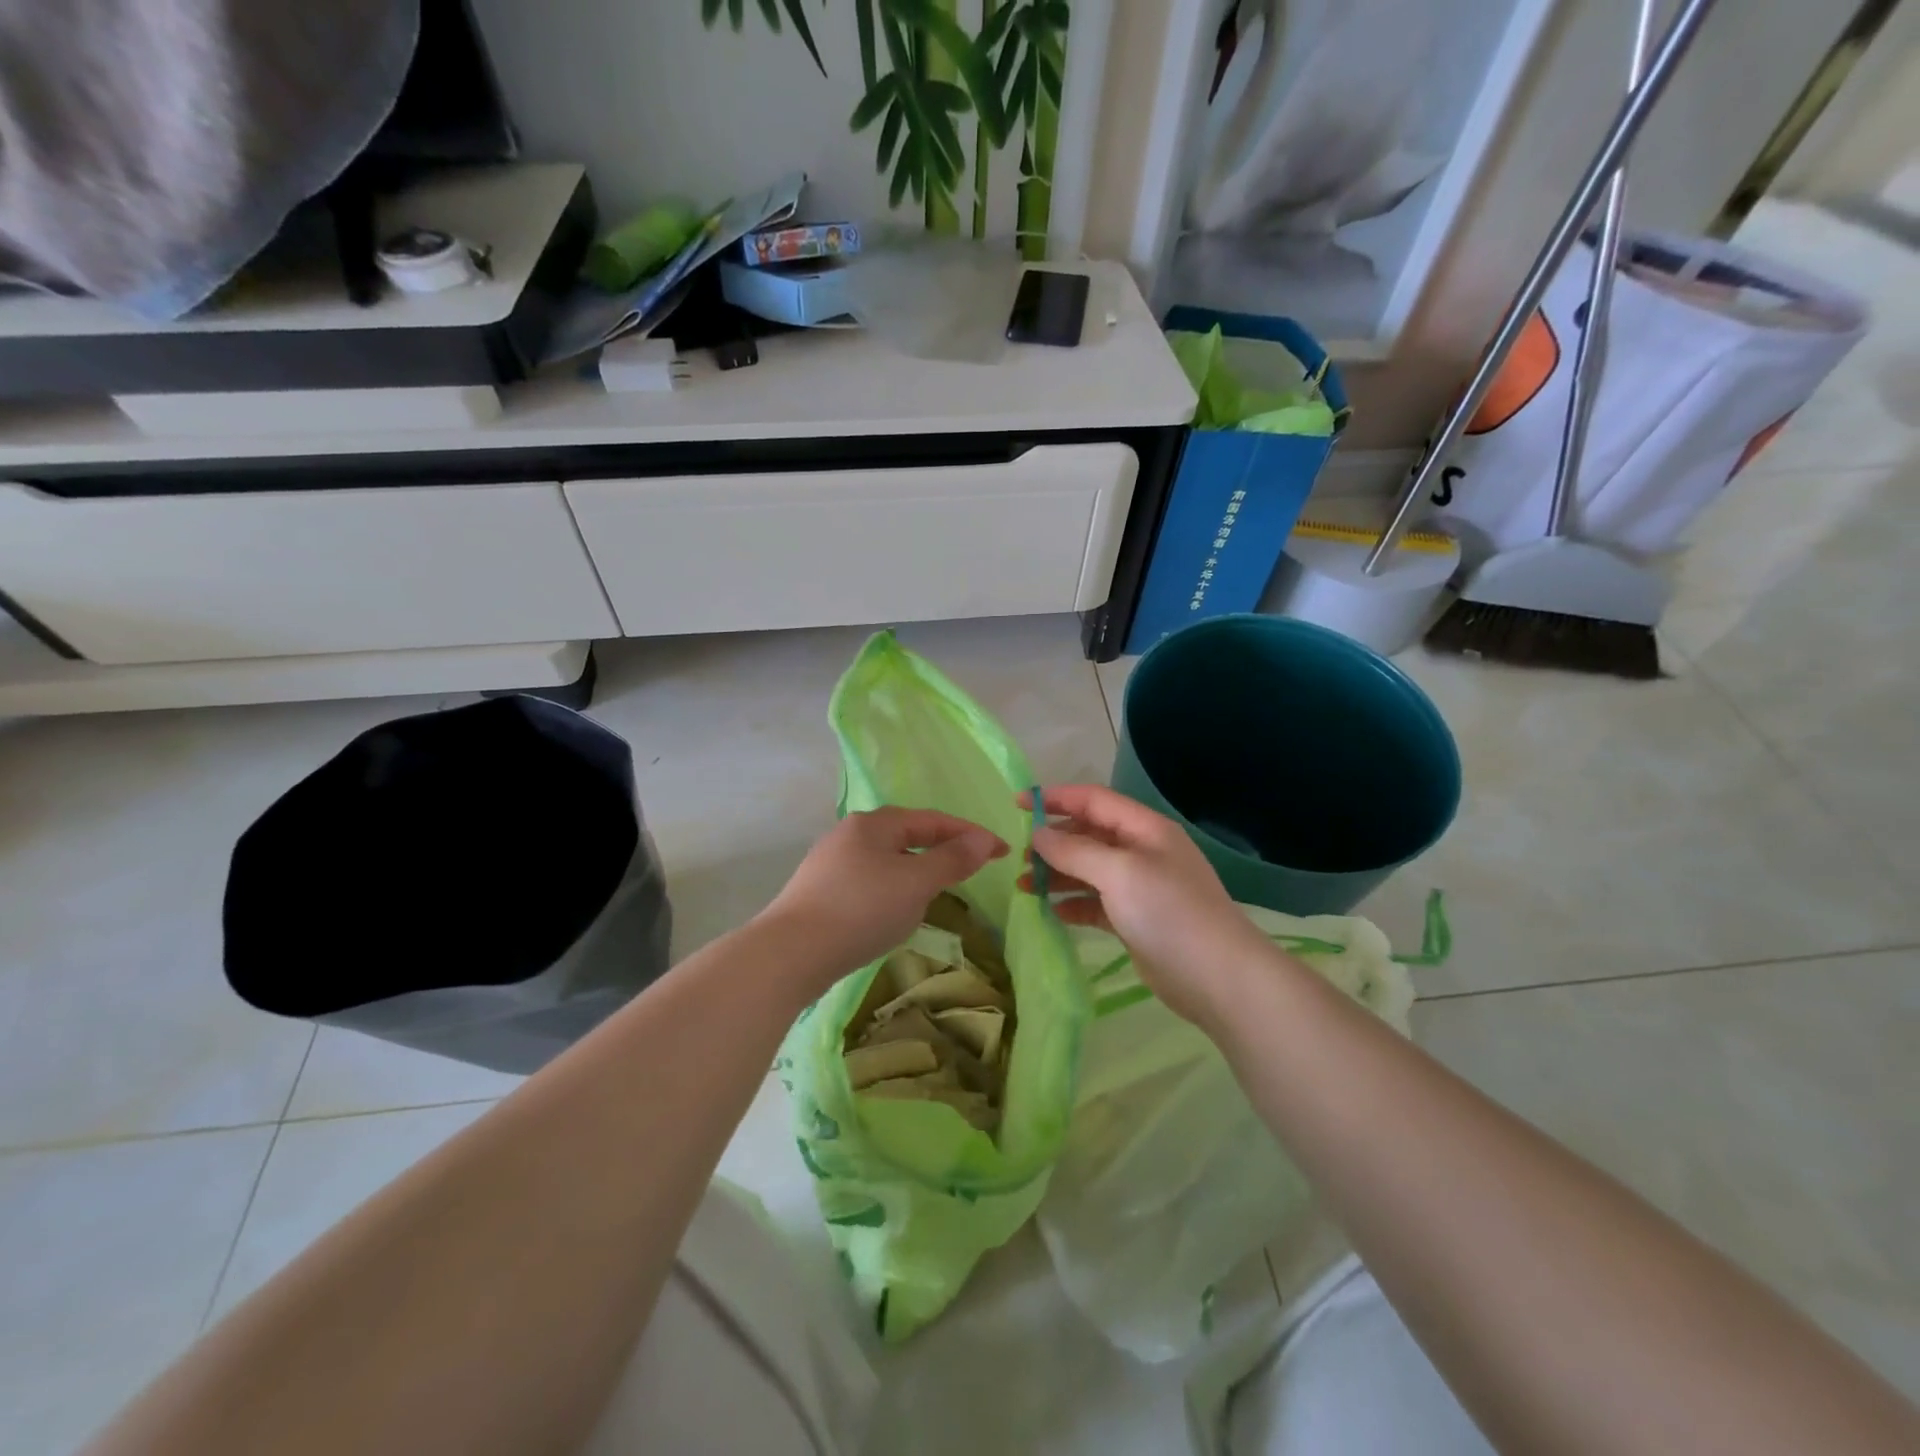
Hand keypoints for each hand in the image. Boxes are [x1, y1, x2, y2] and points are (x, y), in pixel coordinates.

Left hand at [758, 808, 1007, 988]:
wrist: (790, 952)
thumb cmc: (861, 909)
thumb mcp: (916, 883)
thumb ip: (952, 860)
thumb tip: (983, 841)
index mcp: (875, 823)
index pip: (933, 821)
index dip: (971, 834)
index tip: (1002, 851)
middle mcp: (851, 833)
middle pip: (908, 835)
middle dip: (943, 849)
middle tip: (972, 868)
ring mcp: (831, 862)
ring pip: (888, 859)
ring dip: (918, 870)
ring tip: (939, 890)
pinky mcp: (820, 890)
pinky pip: (870, 880)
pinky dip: (894, 888)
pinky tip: (895, 909)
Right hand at [1018, 785, 1267, 1027]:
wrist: (1218, 977)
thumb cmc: (1169, 913)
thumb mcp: (1119, 873)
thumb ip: (1075, 851)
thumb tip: (1038, 834)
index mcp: (1144, 829)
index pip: (1093, 800)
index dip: (1055, 798)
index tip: (1017, 804)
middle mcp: (1142, 852)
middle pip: (1089, 835)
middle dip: (1053, 842)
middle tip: (1018, 857)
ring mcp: (1140, 887)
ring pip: (1089, 870)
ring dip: (1057, 874)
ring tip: (1023, 886)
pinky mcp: (1135, 920)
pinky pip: (1095, 902)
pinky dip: (1072, 903)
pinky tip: (1050, 911)